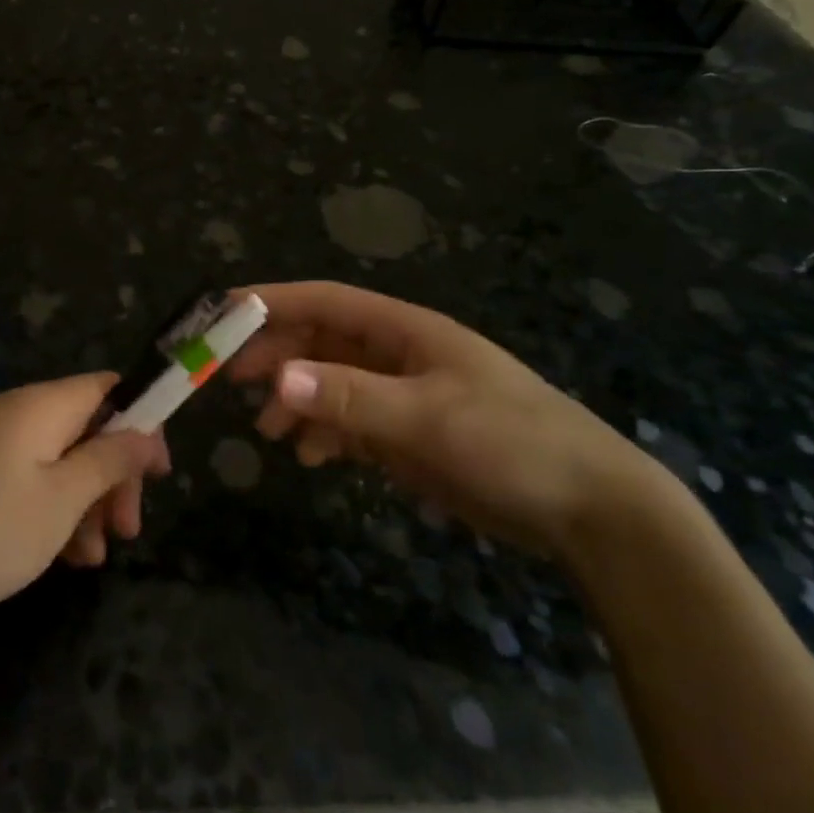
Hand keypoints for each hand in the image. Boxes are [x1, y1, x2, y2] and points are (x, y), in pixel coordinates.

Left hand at [0, 374, 168, 618]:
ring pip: (57, 461)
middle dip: (114, 477)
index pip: (108, 388)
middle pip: (86, 429)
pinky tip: (56, 557)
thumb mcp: (62, 499)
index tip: (158, 472)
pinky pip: (26, 479)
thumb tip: (146, 432)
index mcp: (43, 405)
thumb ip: (110, 460)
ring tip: (90, 560)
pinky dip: (49, 510)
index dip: (141, 421)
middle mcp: (17, 412)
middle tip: (128, 531)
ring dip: (84, 503)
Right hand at [225, 282, 661, 559]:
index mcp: (404, 330)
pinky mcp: (411, 433)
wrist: (591, 511)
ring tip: (268, 432)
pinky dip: (324, 433)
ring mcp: (404, 394)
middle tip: (231, 380)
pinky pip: (351, 422)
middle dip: (276, 356)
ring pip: (331, 383)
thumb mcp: (427, 418)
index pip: (324, 301)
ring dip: (296, 400)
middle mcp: (397, 354)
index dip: (272, 301)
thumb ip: (350, 398)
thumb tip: (276, 381)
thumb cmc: (511, 444)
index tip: (223, 313)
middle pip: (320, 341)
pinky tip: (311, 456)